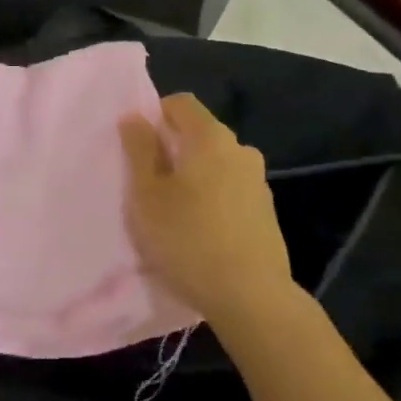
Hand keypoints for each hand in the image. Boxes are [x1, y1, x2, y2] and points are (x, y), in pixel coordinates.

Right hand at [119, 93, 294, 324]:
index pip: (181, 103)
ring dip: (190, 178)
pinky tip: (196, 233)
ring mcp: (257, 182)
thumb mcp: (146, 194)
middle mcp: (240, 150)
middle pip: (198, 135)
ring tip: (169, 214)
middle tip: (144, 184)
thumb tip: (135, 117)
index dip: (154, 115)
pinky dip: (209, 200)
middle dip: (170, 150)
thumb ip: (139, 150)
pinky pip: (227, 191)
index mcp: (211, 138)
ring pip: (213, 166)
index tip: (135, 147)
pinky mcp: (264, 213)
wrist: (250, 297)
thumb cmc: (187, 238)